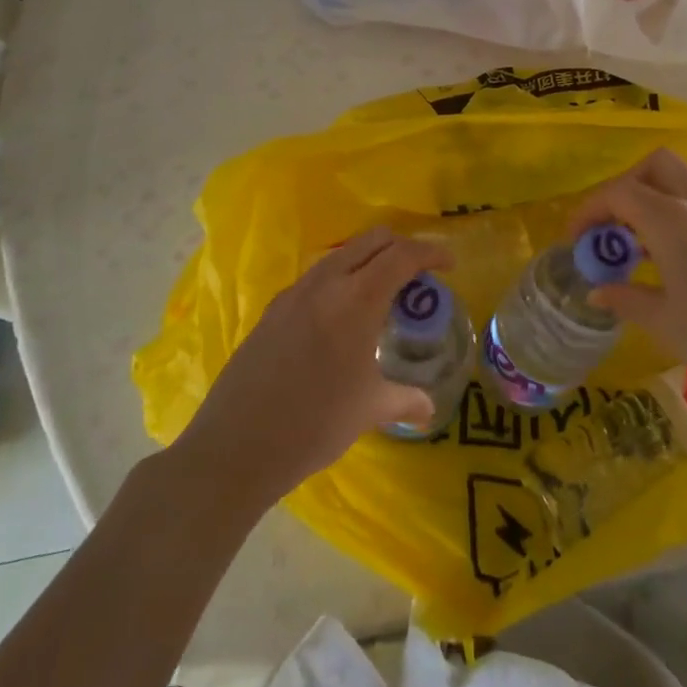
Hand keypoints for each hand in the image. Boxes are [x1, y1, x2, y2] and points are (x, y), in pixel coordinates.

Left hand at [174, 227, 449, 507]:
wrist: (237, 446)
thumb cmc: (314, 423)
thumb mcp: (369, 409)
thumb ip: (405, 399)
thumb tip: (429, 408)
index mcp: (357, 299)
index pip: (402, 255)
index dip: (431, 253)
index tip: (450, 264)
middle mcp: (325, 283)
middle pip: (372, 241)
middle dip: (402, 247)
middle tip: (419, 275)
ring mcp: (294, 293)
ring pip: (342, 254)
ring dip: (369, 260)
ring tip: (382, 295)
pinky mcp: (273, 309)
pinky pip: (317, 277)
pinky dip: (341, 279)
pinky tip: (341, 317)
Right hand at [570, 149, 686, 420]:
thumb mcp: (666, 324)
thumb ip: (626, 298)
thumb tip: (598, 290)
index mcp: (674, 221)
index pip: (620, 192)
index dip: (589, 210)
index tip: (575, 241)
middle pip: (654, 166)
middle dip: (623, 188)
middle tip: (609, 230)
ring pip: (678, 182)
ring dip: (649, 201)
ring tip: (632, 250)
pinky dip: (671, 216)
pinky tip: (666, 260)